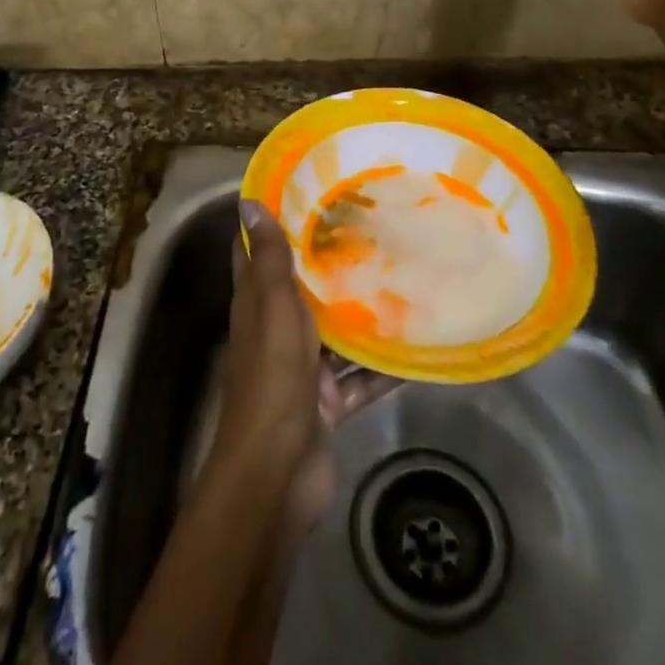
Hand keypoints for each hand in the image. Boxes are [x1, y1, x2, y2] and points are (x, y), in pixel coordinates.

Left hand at [215, 203, 397, 535]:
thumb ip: (267, 259)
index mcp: (256, 305)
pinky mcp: (328, 402)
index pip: (255, 253)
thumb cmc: (272, 378)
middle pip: (301, 290)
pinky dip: (383, 368)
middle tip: (372, 229)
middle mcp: (276, 331)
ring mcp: (303, 369)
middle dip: (330, 264)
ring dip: (363, 315)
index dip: (271, 222)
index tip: (304, 191)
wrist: (277, 473)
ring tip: (403, 279)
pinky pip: (361, 379)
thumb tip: (247, 201)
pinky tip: (417, 349)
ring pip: (336, 334)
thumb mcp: (272, 309)